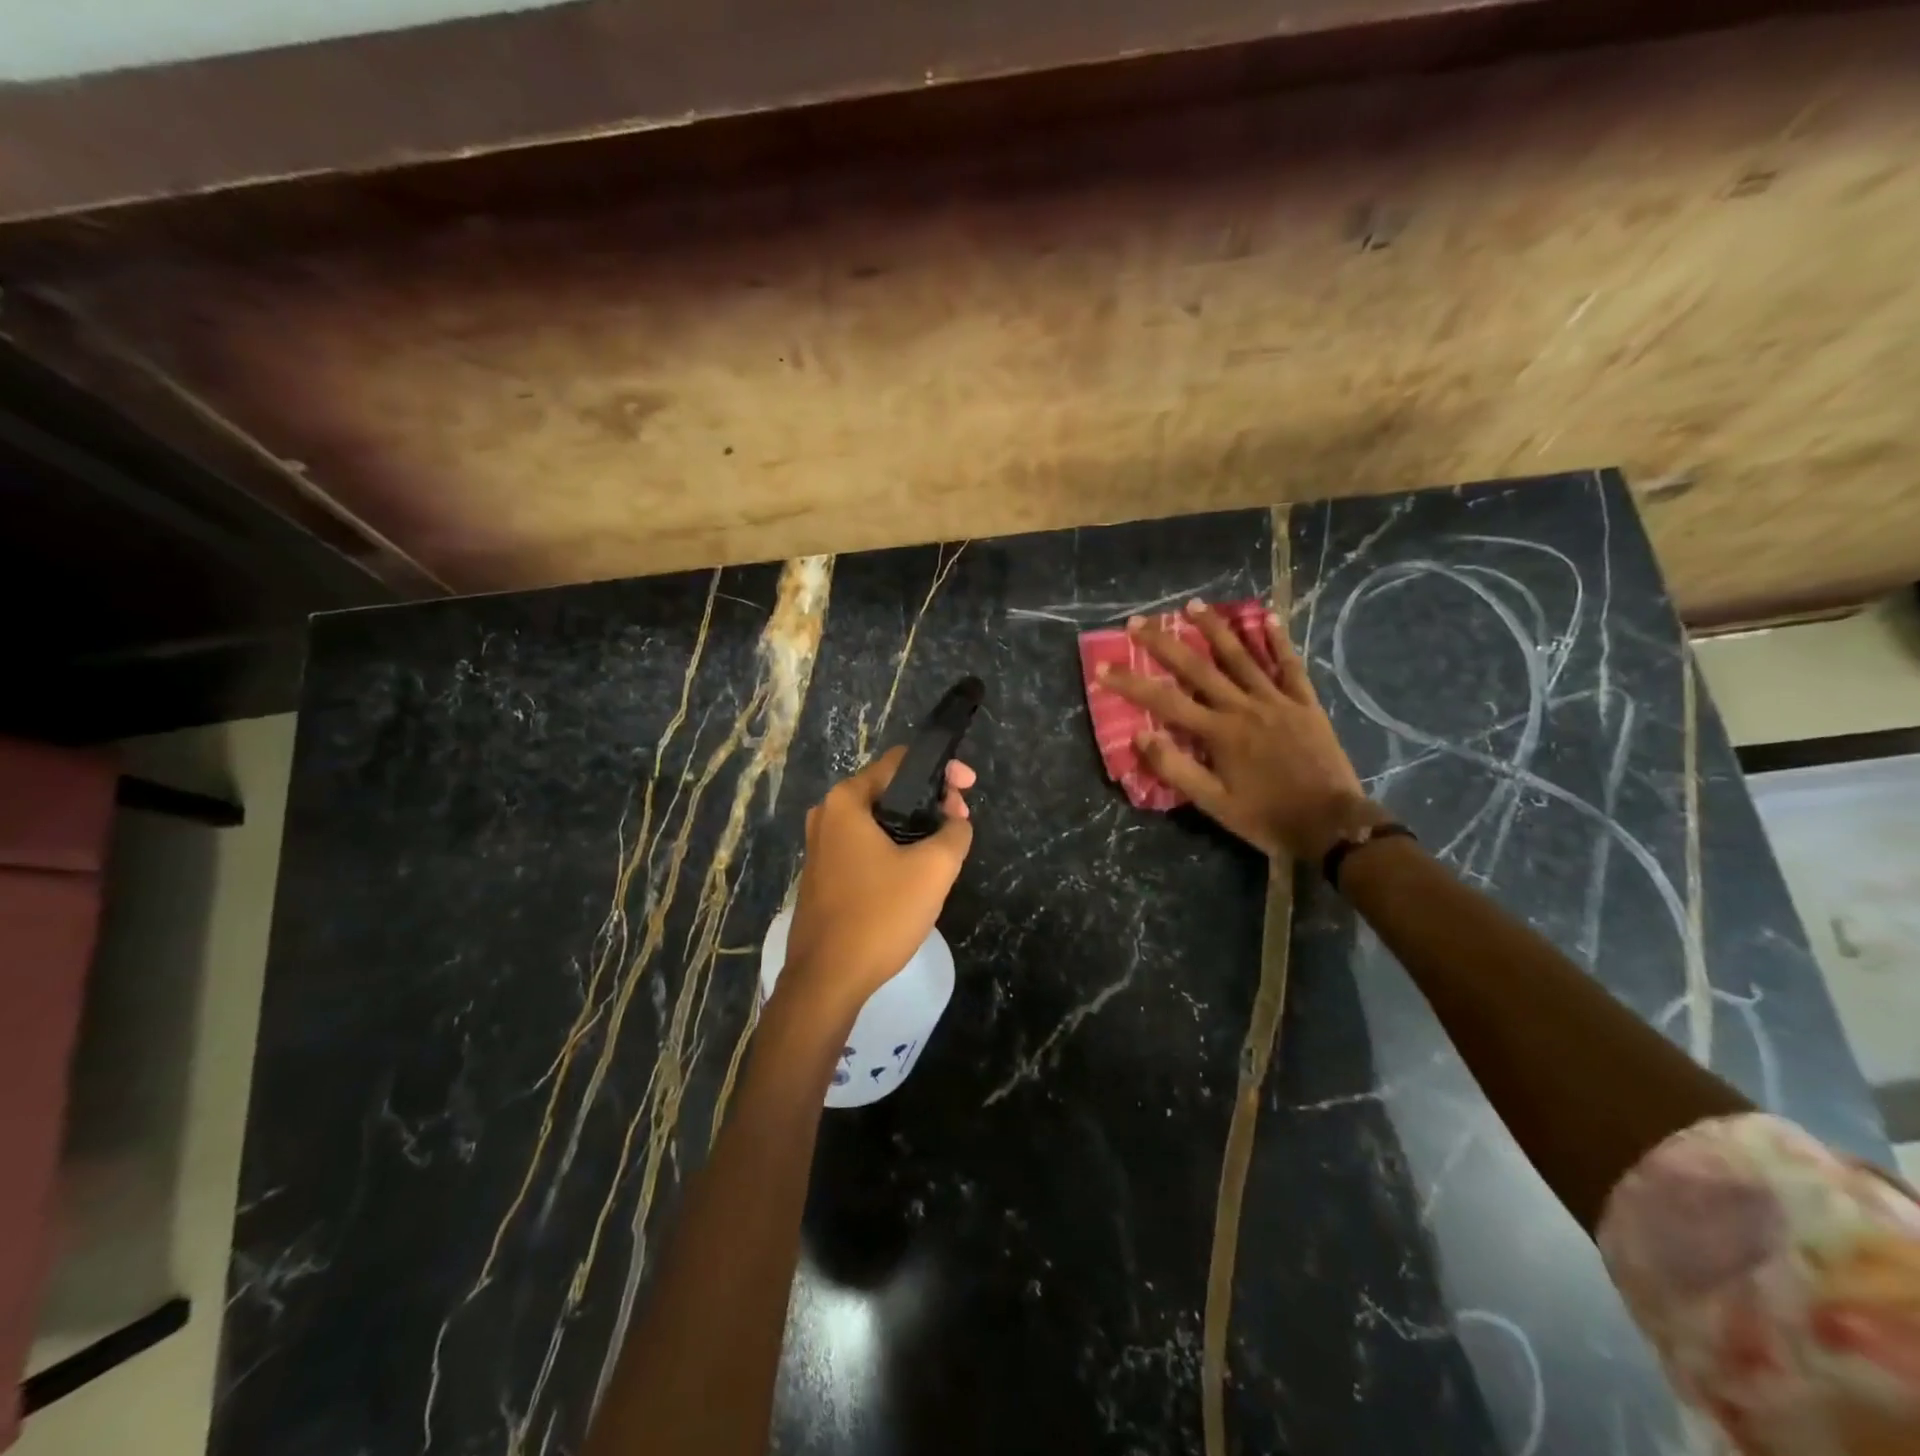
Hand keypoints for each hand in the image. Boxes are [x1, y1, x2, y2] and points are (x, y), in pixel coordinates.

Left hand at [780, 746, 976, 1017]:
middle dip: (930, 801)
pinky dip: (894, 848)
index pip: (900, 762)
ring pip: (879, 821)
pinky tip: (915, 873)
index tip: (969, 789)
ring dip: (914, 827)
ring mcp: (820, 846)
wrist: (827, 980)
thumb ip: (955, 832)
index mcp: (847, 800)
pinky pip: (866, 846)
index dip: (941, 770)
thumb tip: (955, 823)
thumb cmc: (879, 914)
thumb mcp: (934, 869)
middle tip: (960, 824)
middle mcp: (827, 814)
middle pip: (890, 790)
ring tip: (945, 849)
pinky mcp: (824, 875)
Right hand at [1096, 601, 1372, 860]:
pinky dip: (1278, 640)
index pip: (1164, 701)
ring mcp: (1277, 701)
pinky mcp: (1305, 703)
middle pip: (1197, 667)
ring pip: (1241, 656)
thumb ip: (1176, 769)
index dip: (1131, 683)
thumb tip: (1140, 737)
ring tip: (1191, 605)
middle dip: (1164, 643)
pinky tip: (1267, 617)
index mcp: (1218, 733)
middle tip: (1138, 621)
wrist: (1331, 824)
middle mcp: (1243, 707)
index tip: (1104, 666)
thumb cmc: (1267, 817)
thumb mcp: (1214, 804)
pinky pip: (1289, 665)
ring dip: (1214, 628)